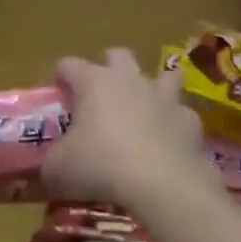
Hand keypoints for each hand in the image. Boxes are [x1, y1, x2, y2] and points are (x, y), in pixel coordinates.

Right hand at [42, 49, 209, 206]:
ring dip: (153, 86)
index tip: (55, 93)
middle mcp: (131, 80)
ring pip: (163, 75)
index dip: (60, 77)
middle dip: (108, 67)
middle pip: (119, 56)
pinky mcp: (191, 122)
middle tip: (99, 94)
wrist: (162, 185)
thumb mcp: (57, 169)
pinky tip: (167, 140)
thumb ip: (51, 161)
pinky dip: (173, 123)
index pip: (70, 65)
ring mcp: (165, 98)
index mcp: (94, 83)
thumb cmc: (100, 167)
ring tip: (144, 105)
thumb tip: (49, 165)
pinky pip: (181, 113)